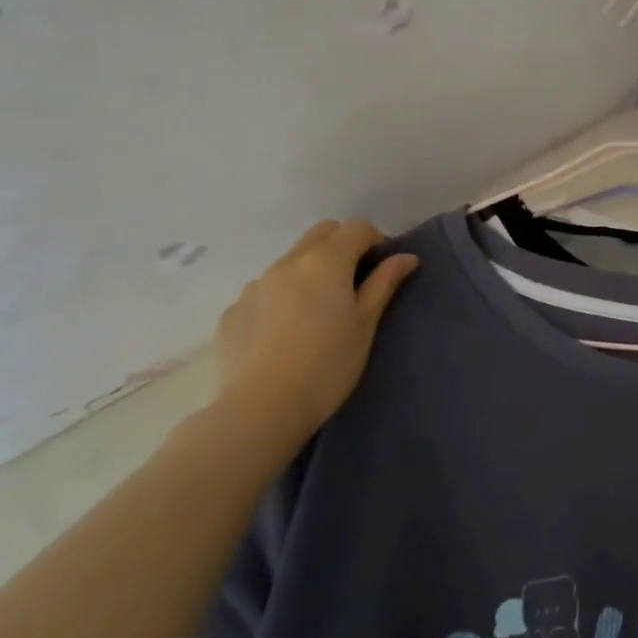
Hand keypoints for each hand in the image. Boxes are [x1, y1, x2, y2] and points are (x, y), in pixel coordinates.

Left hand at [215, 219, 418, 443]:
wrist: (261, 408)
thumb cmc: (328, 364)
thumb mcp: (366, 324)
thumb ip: (384, 283)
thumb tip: (405, 257)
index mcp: (325, 261)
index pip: (356, 228)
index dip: (376, 241)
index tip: (384, 269)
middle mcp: (288, 262)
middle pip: (322, 233)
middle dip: (343, 246)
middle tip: (355, 283)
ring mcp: (255, 285)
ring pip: (291, 261)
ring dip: (310, 272)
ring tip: (318, 313)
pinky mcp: (232, 311)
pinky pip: (265, 291)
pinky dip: (282, 299)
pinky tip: (285, 335)